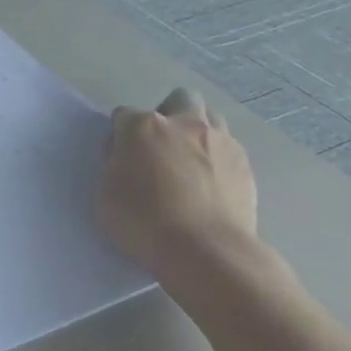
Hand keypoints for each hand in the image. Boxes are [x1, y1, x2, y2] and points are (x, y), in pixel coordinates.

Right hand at [98, 87, 257, 280]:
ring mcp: (220, 141)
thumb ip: (113, 164)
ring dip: (197, 131)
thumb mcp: (105, 193)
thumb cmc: (142, 222)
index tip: (118, 155)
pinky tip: (210, 183)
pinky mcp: (245, 164)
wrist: (205, 250)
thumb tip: (124, 153)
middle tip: (159, 147)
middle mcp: (184, 124)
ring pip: (211, 117)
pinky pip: (228, 148)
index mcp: (143, 127)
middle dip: (168, 114)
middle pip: (178, 100)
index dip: (119, 134)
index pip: (124, 115)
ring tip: (188, 161)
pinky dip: (216, 157)